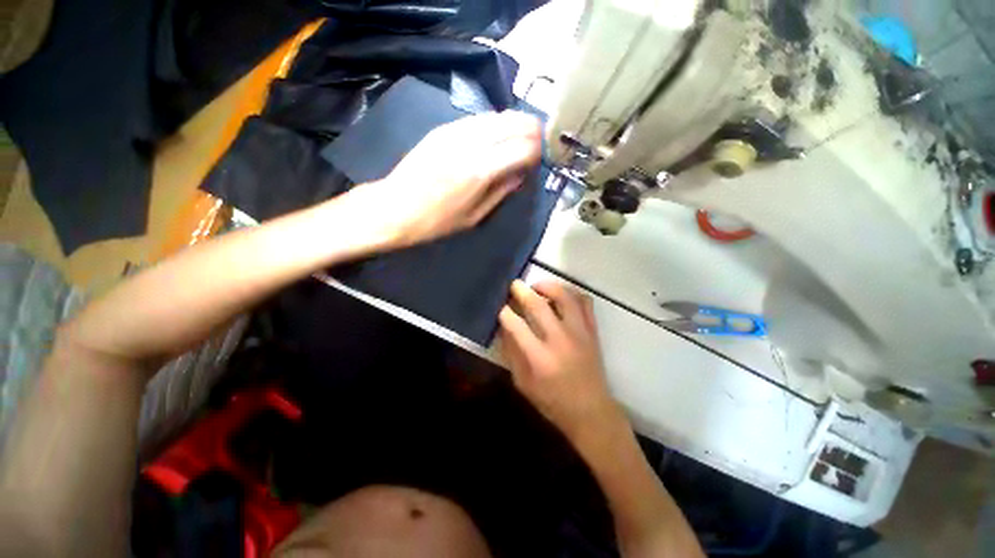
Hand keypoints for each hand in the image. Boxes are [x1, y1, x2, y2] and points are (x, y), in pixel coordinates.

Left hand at [344, 111, 541, 248]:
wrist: (395, 208)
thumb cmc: (437, 222)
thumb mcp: (475, 216)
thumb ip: (502, 191)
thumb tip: (521, 173)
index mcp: (481, 171)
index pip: (525, 147)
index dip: (537, 152)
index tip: (538, 161)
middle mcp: (472, 143)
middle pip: (516, 122)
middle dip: (532, 132)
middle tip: (535, 146)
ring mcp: (456, 131)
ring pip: (499, 114)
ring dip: (514, 124)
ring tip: (519, 139)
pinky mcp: (443, 128)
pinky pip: (479, 118)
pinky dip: (494, 124)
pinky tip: (495, 136)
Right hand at [498, 280, 624, 443]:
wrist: (591, 411)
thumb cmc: (552, 401)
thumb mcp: (523, 382)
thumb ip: (512, 353)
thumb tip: (504, 327)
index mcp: (539, 357)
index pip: (516, 325)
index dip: (504, 312)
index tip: (500, 307)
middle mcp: (559, 339)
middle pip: (538, 305)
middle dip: (522, 291)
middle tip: (514, 285)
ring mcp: (579, 332)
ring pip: (564, 296)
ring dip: (548, 286)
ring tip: (538, 287)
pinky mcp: (592, 331)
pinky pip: (585, 302)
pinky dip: (572, 293)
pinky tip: (562, 296)